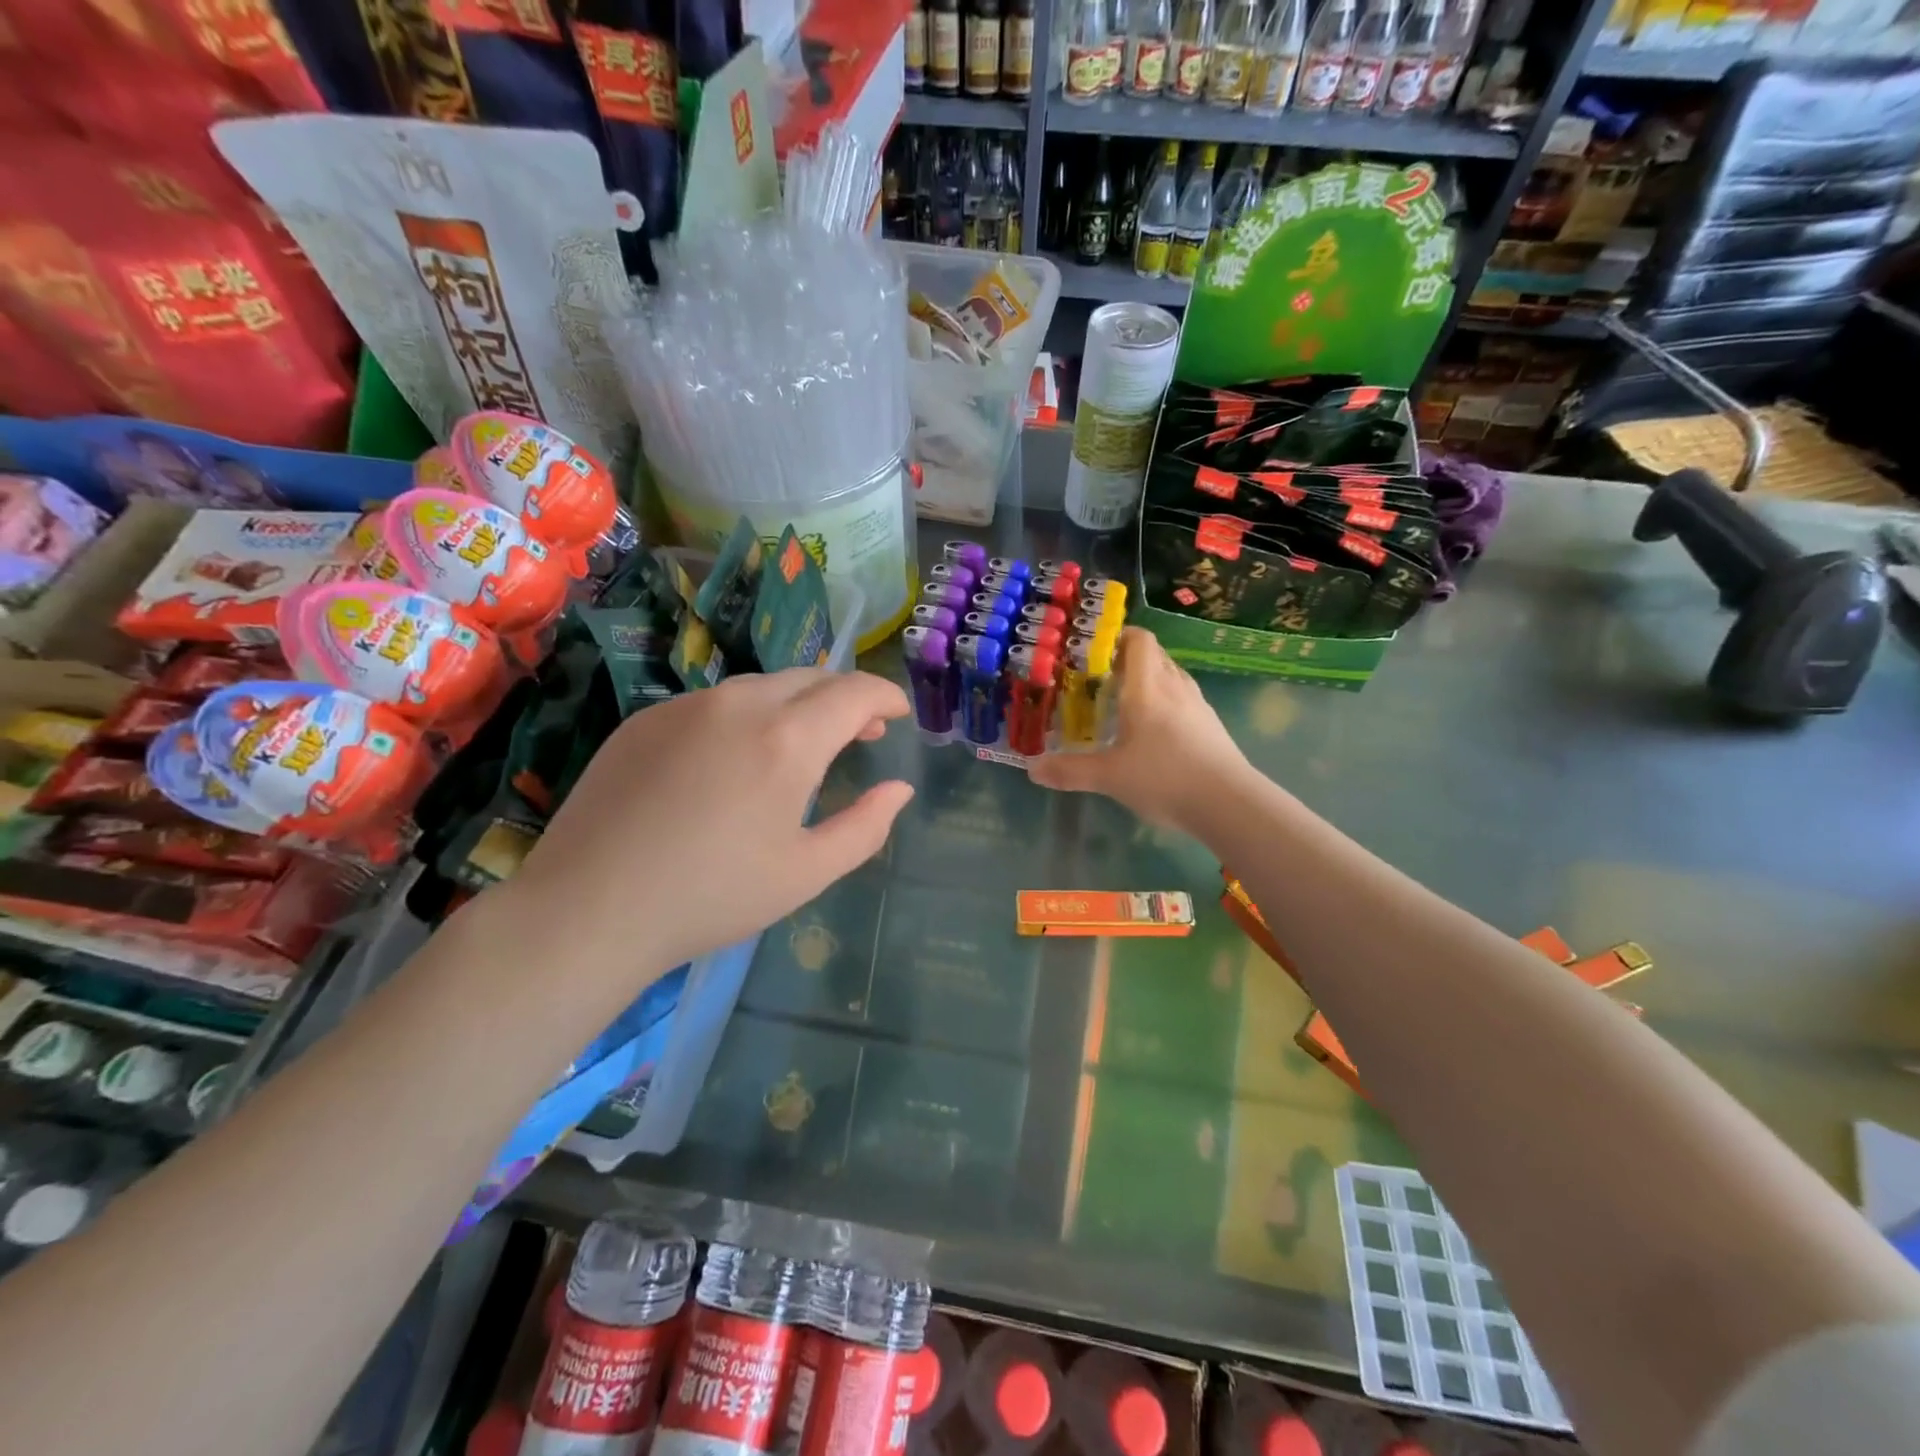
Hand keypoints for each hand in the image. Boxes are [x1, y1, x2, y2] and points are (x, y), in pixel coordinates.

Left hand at [503, 668, 913, 980]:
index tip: (897, 713)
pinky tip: (737, 757)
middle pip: (811, 678)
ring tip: (803, 743)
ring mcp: (686, 706)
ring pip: (762, 686)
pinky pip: (715, 702)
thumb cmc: (712, 896)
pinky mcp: (646, 718)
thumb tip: (899, 789)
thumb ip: (866, 826)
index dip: (884, 695)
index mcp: (787, 740)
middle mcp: (739, 704)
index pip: (853, 692)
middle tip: (861, 732)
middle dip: (845, 697)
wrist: (589, 908)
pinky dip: (747, 715)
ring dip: (797, 704)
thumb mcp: (807, 872)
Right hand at [1027, 627, 1252, 832]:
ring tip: (1125, 702)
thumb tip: (1032, 769)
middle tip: (1100, 677)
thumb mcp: (1108, 777)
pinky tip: (1154, 732)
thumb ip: (1069, 771)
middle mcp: (1174, 688)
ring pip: (1171, 677)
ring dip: (1149, 680)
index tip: (1095, 647)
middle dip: (1128, 659)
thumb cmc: (1164, 778)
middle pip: (1155, 656)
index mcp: (1147, 688)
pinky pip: (1184, 700)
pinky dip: (1166, 703)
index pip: (1140, 641)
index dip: (1119, 635)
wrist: (1229, 803)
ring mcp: (1198, 707)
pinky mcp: (1211, 727)